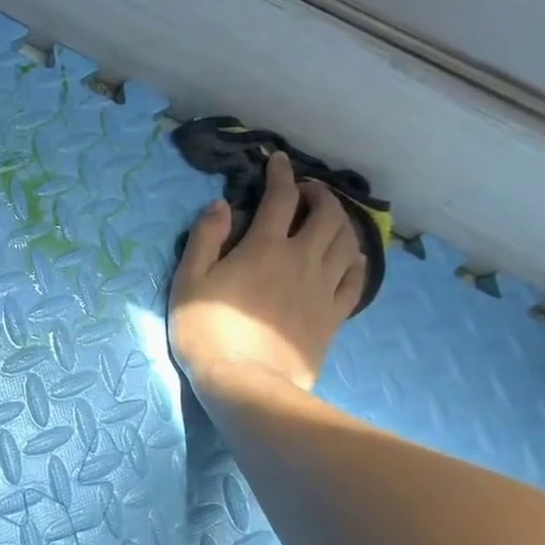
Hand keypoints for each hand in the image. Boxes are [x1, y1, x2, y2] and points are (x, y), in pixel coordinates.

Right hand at [168, 152, 365, 400]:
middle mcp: (302, 259)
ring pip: (346, 243)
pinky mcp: (333, 315)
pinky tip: (351, 258)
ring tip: (329, 218)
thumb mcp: (189, 281)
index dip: (280, 174)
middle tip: (306, 191)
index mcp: (264, 248)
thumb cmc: (207, 330)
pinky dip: (356, 261)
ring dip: (340, 222)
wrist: (245, 382)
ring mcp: (323, 288)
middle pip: (326, 215)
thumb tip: (221, 204)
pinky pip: (355, 280)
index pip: (280, 198)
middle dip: (319, 194)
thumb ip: (205, 238)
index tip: (277, 161)